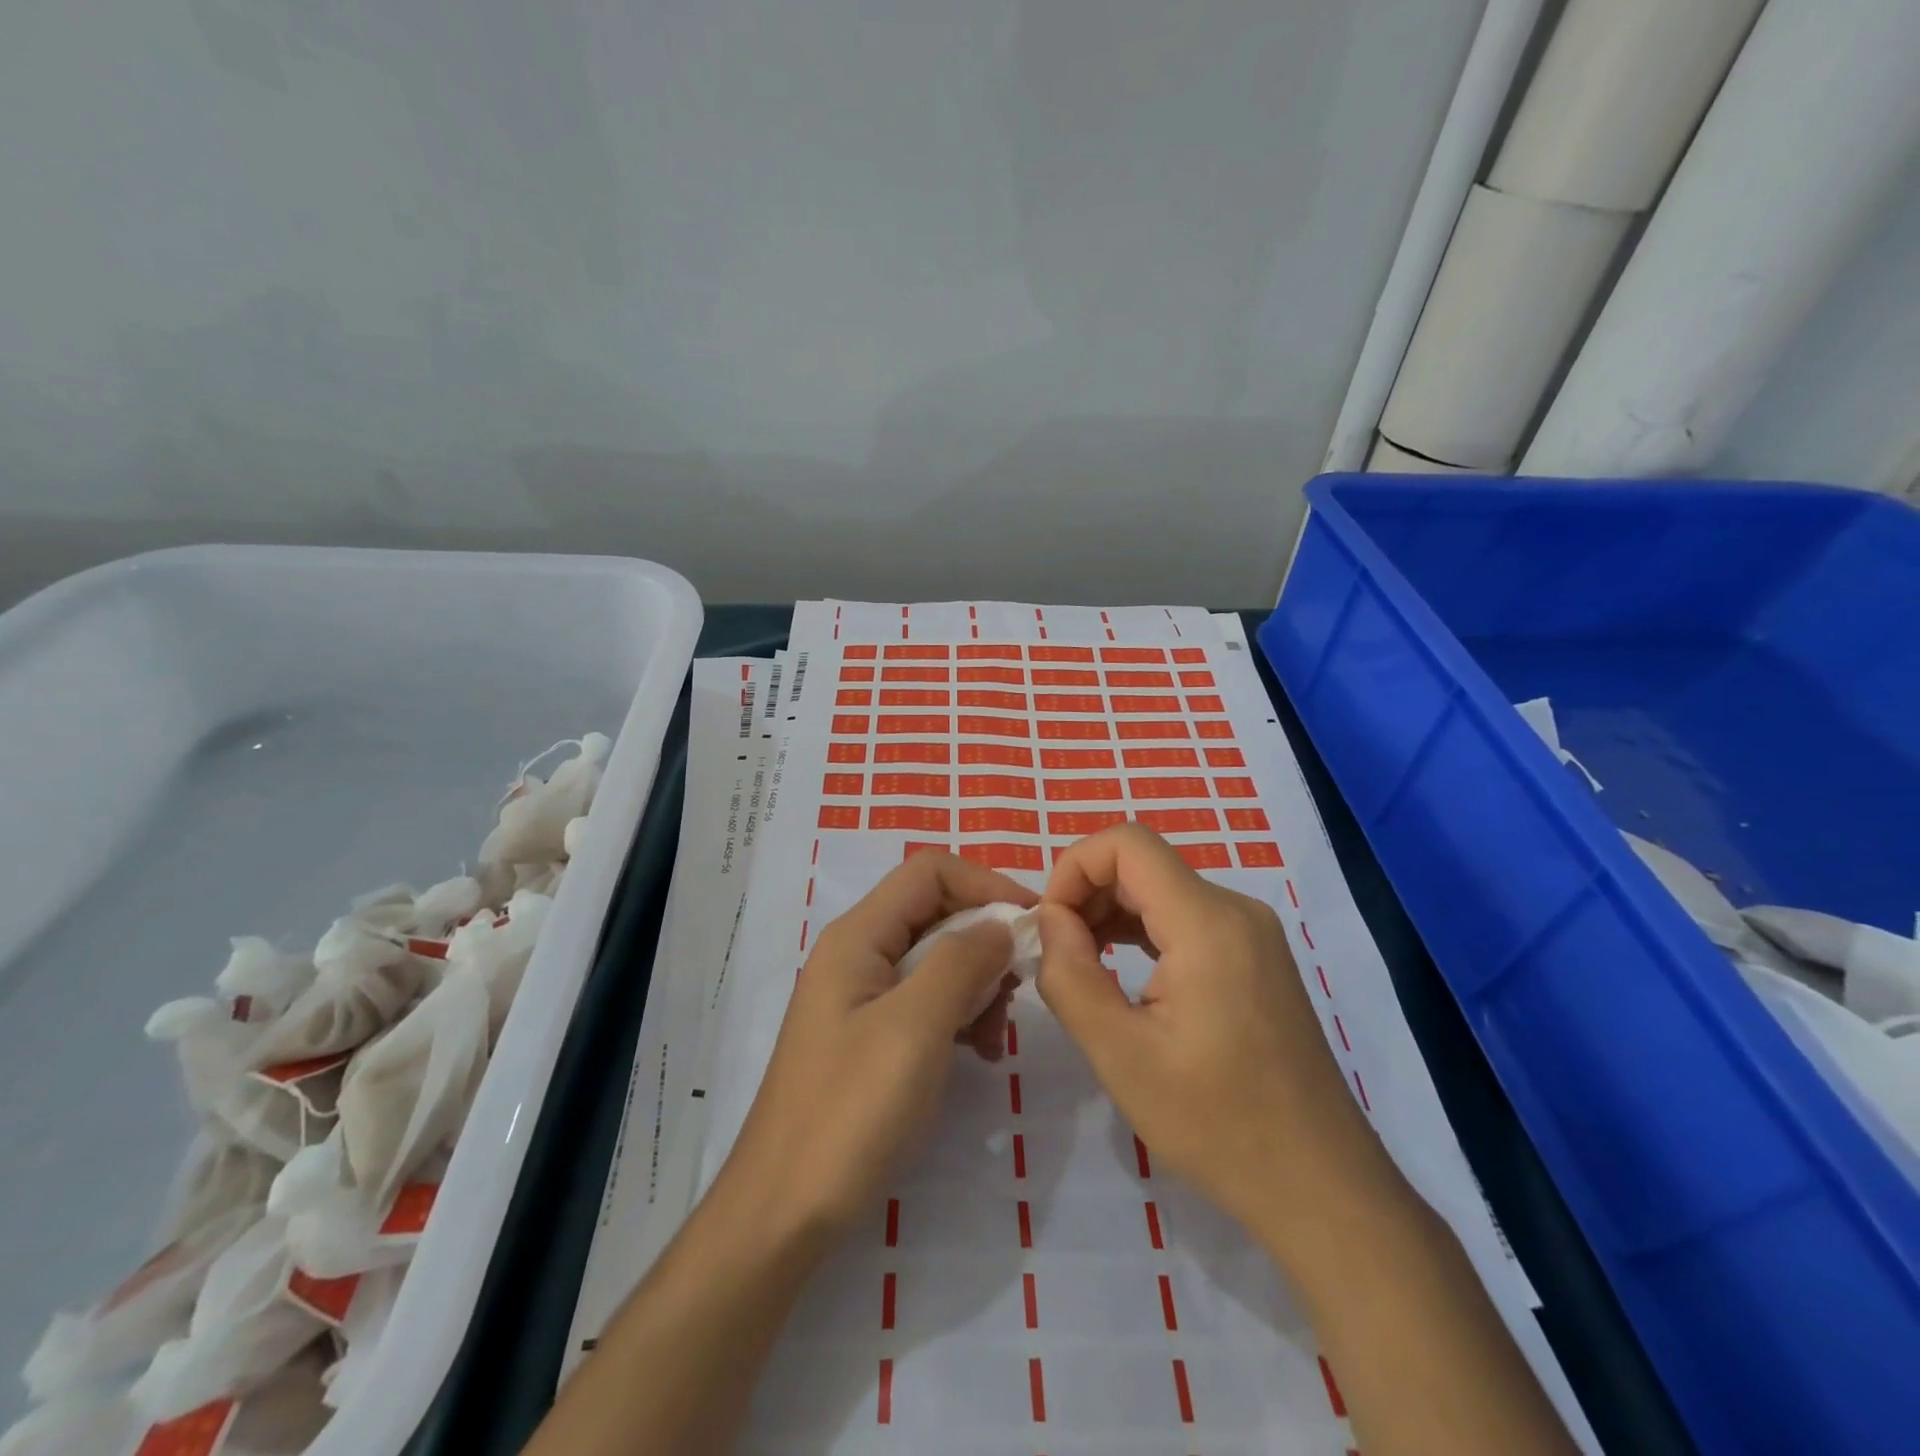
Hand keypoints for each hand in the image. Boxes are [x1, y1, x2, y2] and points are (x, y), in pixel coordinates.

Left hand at [721, 852, 1037, 1235]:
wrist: (784, 1213)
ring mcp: (861, 997)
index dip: (985, 884)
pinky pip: (925, 1001)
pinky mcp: (869, 1036)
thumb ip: (961, 961)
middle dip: (984, 941)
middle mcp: (857, 954)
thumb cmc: (850, 1112)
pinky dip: (958, 1016)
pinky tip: (975, 1054)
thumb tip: (1001, 924)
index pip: (930, 872)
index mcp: (858, 936)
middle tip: (1017, 989)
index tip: (1033, 924)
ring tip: (993, 1036)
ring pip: (936, 958)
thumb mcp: (915, 1027)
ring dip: (976, 984)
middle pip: (935, 912)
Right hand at [1036, 825, 1394, 1255]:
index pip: (1126, 843)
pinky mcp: (1256, 956)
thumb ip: (1069, 974)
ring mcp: (1252, 932)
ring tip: (1082, 967)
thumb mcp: (1119, 1054)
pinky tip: (1123, 974)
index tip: (1050, 926)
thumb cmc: (1217, 1125)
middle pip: (1142, 863)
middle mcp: (1235, 909)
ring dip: (1111, 914)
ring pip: (1162, 889)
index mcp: (1207, 922)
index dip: (1074, 868)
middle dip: (1087, 894)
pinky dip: (1142, 931)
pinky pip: (1185, 918)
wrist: (1322, 1188)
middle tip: (1058, 955)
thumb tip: (1051, 919)